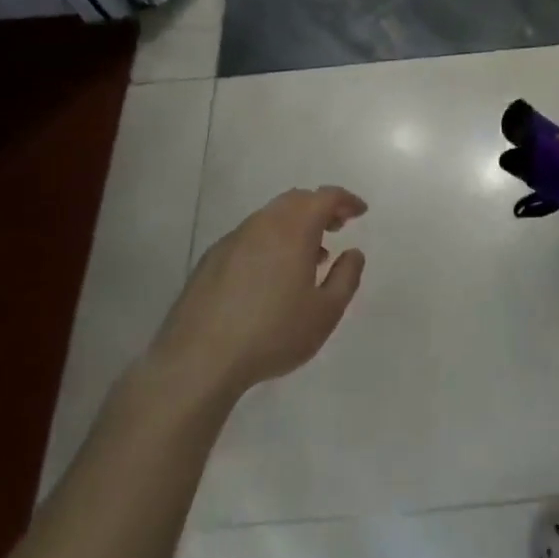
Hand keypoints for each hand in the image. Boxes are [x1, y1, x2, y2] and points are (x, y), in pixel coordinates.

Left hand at [149, 186, 367, 400]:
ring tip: (308, 257)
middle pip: (296, 200)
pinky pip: (250, 236)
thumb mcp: (325, 312)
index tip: (360, 212)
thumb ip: (346, 277)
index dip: (346, 201)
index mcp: (293, 229)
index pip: (325, 197)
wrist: (198, 359)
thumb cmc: (273, 333)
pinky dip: (270, 240)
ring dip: (295, 225)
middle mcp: (262, 224)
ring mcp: (233, 239)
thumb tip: (353, 253)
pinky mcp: (211, 259)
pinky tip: (271, 275)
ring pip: (271, 217)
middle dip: (320, 208)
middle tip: (336, 228)